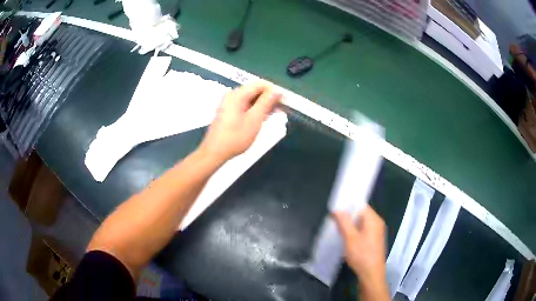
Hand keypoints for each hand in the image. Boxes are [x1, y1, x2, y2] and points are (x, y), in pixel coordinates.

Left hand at [198, 81, 280, 162]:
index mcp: (237, 94)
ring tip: (274, 115)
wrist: (214, 152)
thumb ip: (266, 102)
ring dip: (263, 105)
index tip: (284, 101)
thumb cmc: (235, 137)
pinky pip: (245, 105)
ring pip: (250, 98)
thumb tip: (277, 90)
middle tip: (281, 110)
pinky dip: (254, 109)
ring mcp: (229, 103)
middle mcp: (232, 95)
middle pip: (255, 90)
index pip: (260, 84)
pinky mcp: (228, 111)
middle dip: (269, 98)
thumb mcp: (254, 119)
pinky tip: (262, 118)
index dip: (274, 90)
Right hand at [334, 206, 388, 299]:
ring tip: (338, 230)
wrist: (371, 273)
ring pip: (361, 223)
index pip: (361, 205)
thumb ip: (344, 222)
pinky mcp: (374, 240)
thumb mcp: (350, 238)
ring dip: (350, 225)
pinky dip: (355, 232)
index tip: (335, 209)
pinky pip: (363, 231)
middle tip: (334, 221)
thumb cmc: (361, 254)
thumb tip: (337, 209)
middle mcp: (377, 223)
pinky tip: (347, 239)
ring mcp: (376, 232)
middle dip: (348, 217)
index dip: (348, 206)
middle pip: (361, 214)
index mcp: (373, 219)